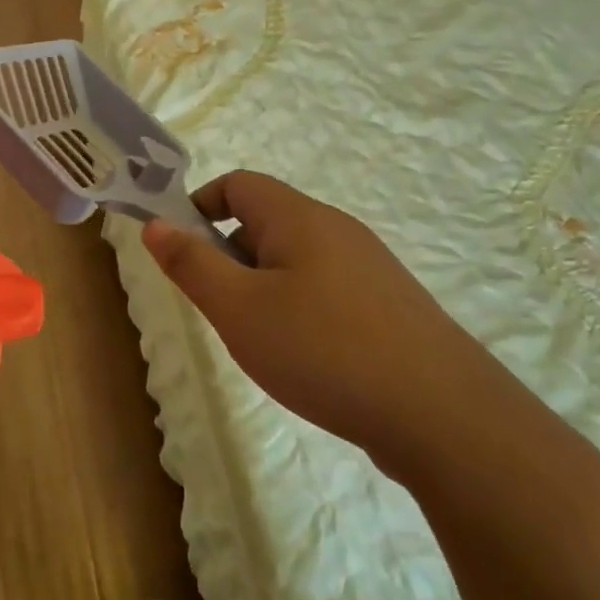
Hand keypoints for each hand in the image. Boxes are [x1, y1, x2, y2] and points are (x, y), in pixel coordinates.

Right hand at [142, 172, 514, 474]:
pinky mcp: (390, 306)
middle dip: (229, 256)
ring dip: (263, 287)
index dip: (199, 206)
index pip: (237, 184)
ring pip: (295, 260)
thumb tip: (155, 223)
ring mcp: (370, 268)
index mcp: (299, 217)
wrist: (444, 416)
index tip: (181, 253)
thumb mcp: (238, 308)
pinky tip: (307, 358)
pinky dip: (299, 309)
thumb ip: (191, 263)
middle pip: (265, 221)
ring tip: (261, 339)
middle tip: (220, 308)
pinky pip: (326, 289)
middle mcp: (337, 229)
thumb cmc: (323, 350)